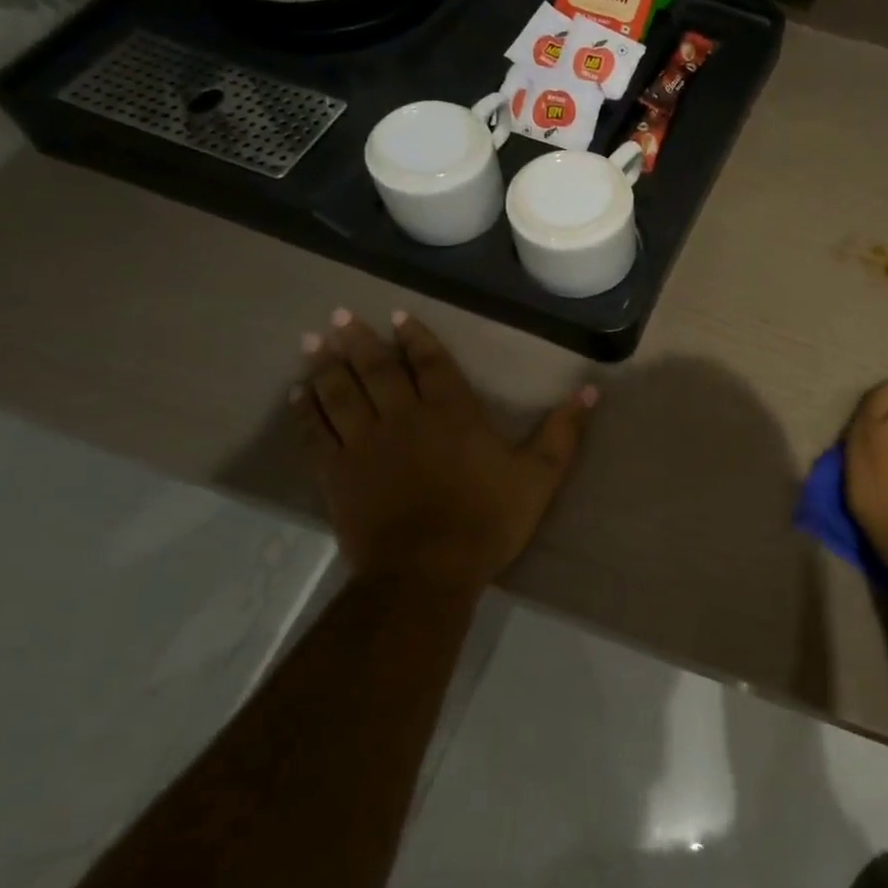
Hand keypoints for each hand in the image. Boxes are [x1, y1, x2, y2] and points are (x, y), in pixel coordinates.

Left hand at [290, 309, 594, 598]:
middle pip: (377, 369)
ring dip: (326, 364)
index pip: (430, 363)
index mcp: (452, 412)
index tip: (397, 316)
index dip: (415, 337)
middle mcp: (403, 417)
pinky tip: (297, 394)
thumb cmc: (487, 520)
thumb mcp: (539, 476)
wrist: (427, 572)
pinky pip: (314, 432)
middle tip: (341, 315)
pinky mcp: (337, 473)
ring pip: (339, 392)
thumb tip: (590, 390)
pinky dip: (304, 410)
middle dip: (360, 340)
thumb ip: (563, 432)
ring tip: (312, 340)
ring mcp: (364, 443)